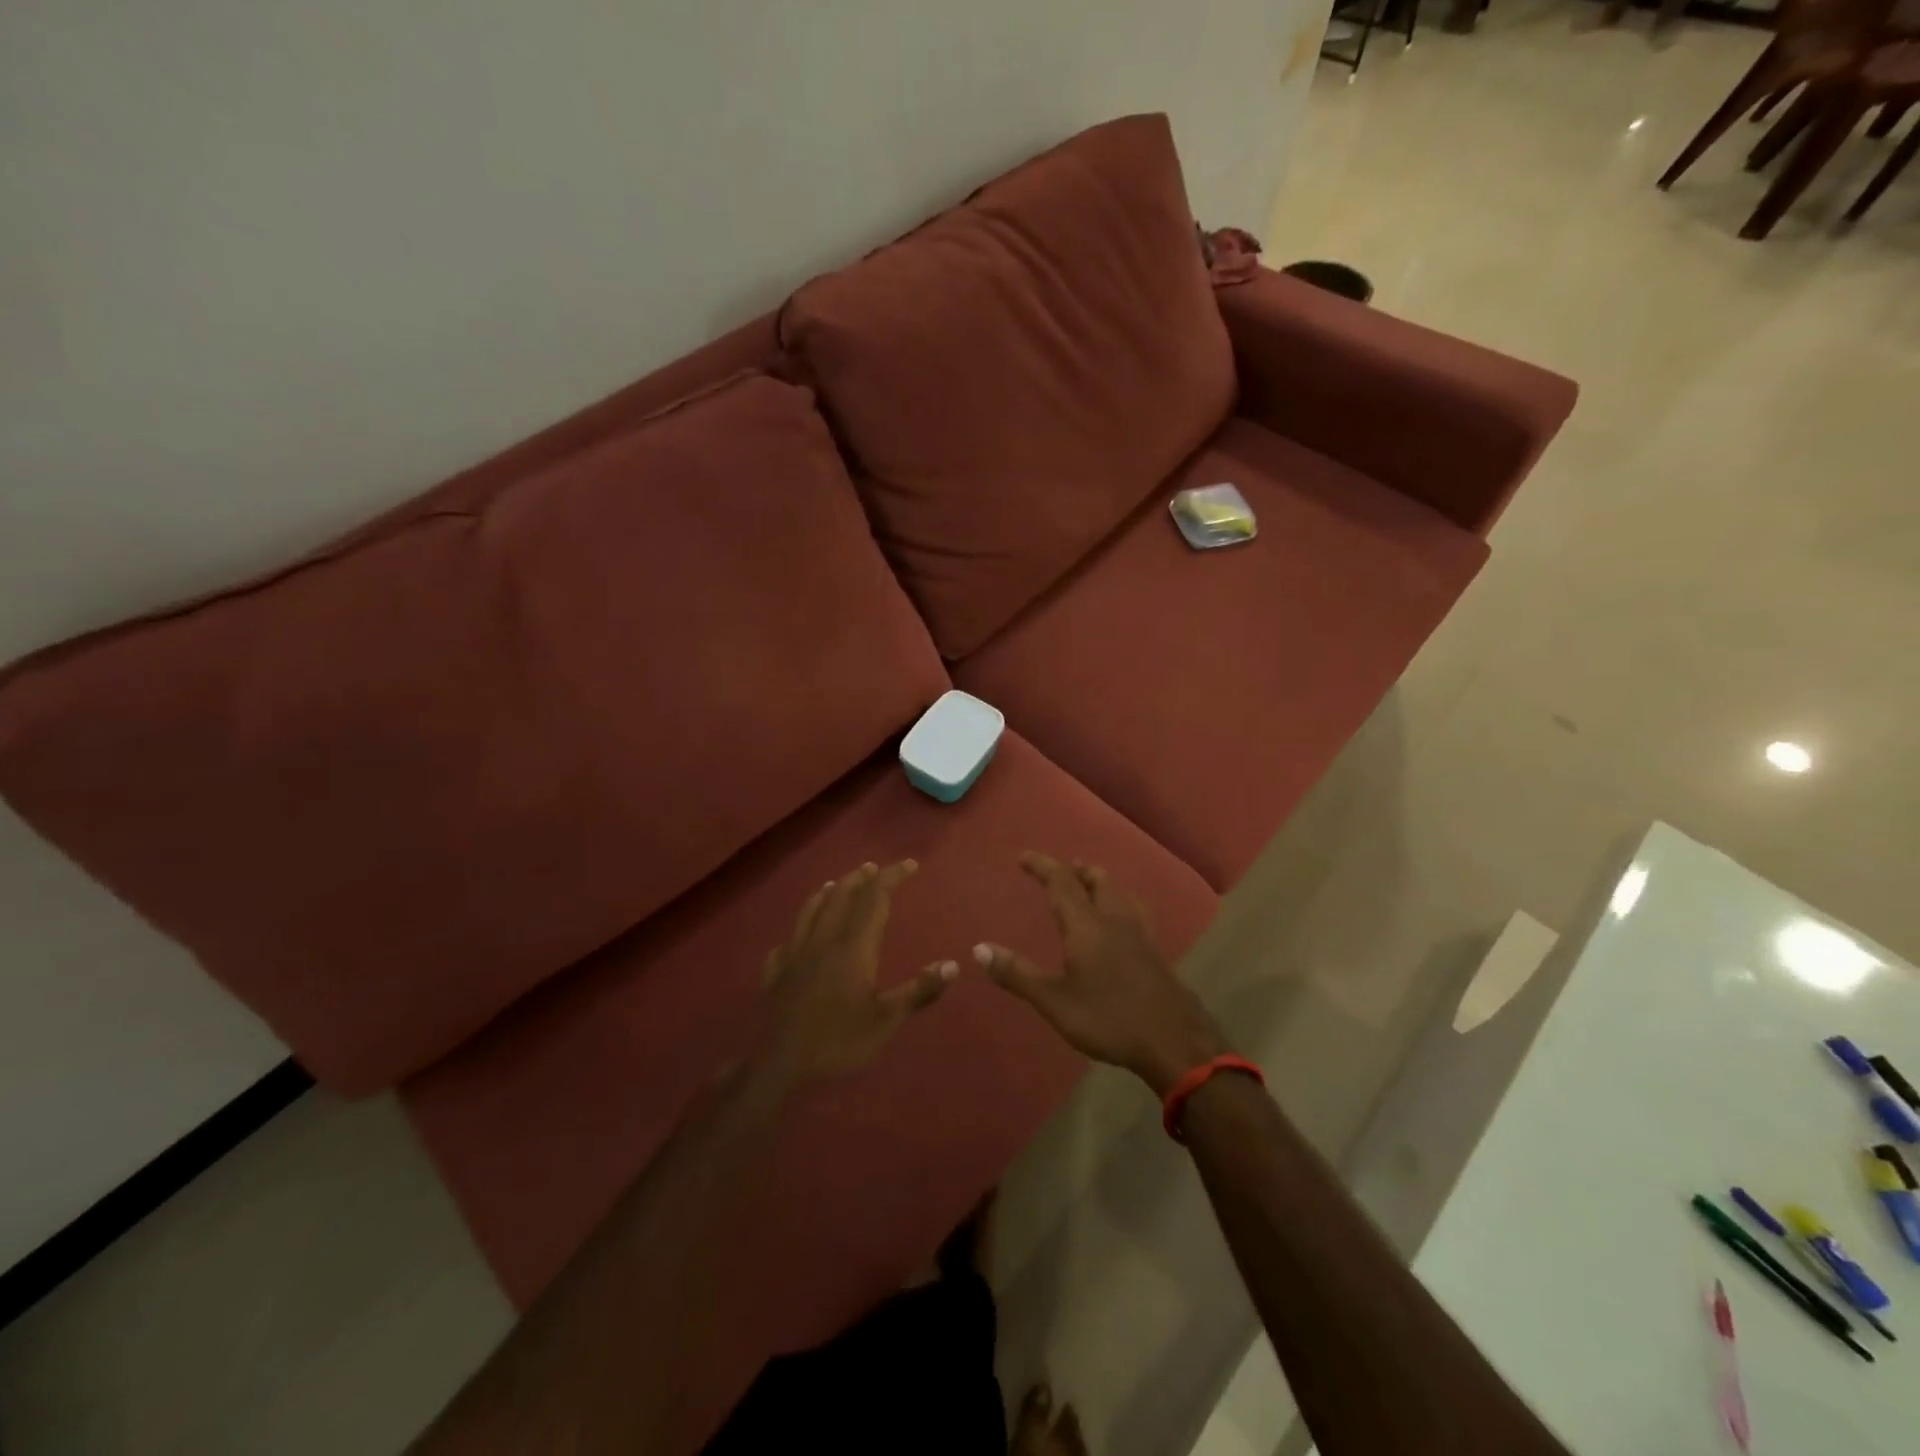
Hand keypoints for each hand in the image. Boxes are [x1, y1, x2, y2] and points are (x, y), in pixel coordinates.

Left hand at [758, 860, 957, 1089]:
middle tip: (875, 868)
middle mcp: (823, 941)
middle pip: (841, 896)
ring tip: (838, 883)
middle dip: (861, 878)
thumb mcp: (886, 1021)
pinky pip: (788, 939)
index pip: (874, 899)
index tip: (909, 864)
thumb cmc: (839, 1043)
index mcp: (853, 948)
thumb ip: (919, 990)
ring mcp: (795, 955)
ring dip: (829, 892)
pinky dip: (800, 927)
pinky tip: (799, 935)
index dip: (891, 877)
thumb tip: (952, 964)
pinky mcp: (776, 974)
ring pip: (811, 910)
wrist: (780, 1067)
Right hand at [975, 853, 1227, 1095]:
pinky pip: (1137, 913)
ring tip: (1093, 884)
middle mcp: (1115, 920)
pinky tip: (1125, 922)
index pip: (1061, 882)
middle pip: (1098, 881)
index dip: (1042, 865)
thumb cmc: (1108, 1019)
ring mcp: (1141, 935)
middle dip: (1077, 871)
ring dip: (1102, 882)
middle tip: (1065, 868)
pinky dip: (1122, 903)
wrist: (1175, 1042)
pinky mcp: (1157, 953)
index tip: (1024, 856)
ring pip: (1121, 894)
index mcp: (1086, 925)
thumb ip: (1017, 974)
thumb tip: (978, 948)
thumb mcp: (1054, 1001)